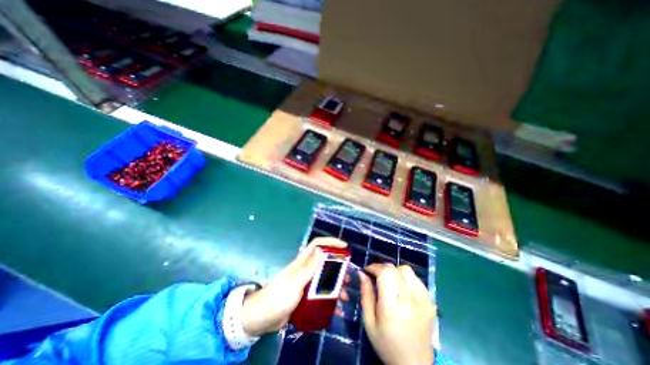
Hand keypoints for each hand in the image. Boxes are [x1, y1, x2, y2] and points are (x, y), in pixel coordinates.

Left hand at [239, 236, 350, 335]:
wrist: (261, 318)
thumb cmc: (278, 297)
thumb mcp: (295, 282)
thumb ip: (309, 267)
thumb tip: (322, 250)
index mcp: (303, 262)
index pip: (318, 245)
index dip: (331, 242)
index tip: (345, 247)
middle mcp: (306, 269)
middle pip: (325, 262)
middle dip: (338, 267)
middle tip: (347, 276)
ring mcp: (306, 283)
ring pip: (325, 279)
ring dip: (335, 285)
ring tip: (344, 295)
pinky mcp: (305, 296)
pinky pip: (321, 294)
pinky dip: (329, 299)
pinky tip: (336, 308)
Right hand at [361, 263, 435, 363]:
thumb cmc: (386, 344)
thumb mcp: (369, 322)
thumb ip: (366, 294)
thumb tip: (362, 273)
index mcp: (392, 308)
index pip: (386, 273)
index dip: (374, 267)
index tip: (367, 270)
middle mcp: (410, 301)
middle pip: (396, 269)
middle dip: (382, 268)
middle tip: (376, 276)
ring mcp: (424, 301)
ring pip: (407, 270)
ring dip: (395, 271)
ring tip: (389, 281)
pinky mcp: (430, 303)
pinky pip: (417, 279)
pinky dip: (406, 278)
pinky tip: (401, 288)